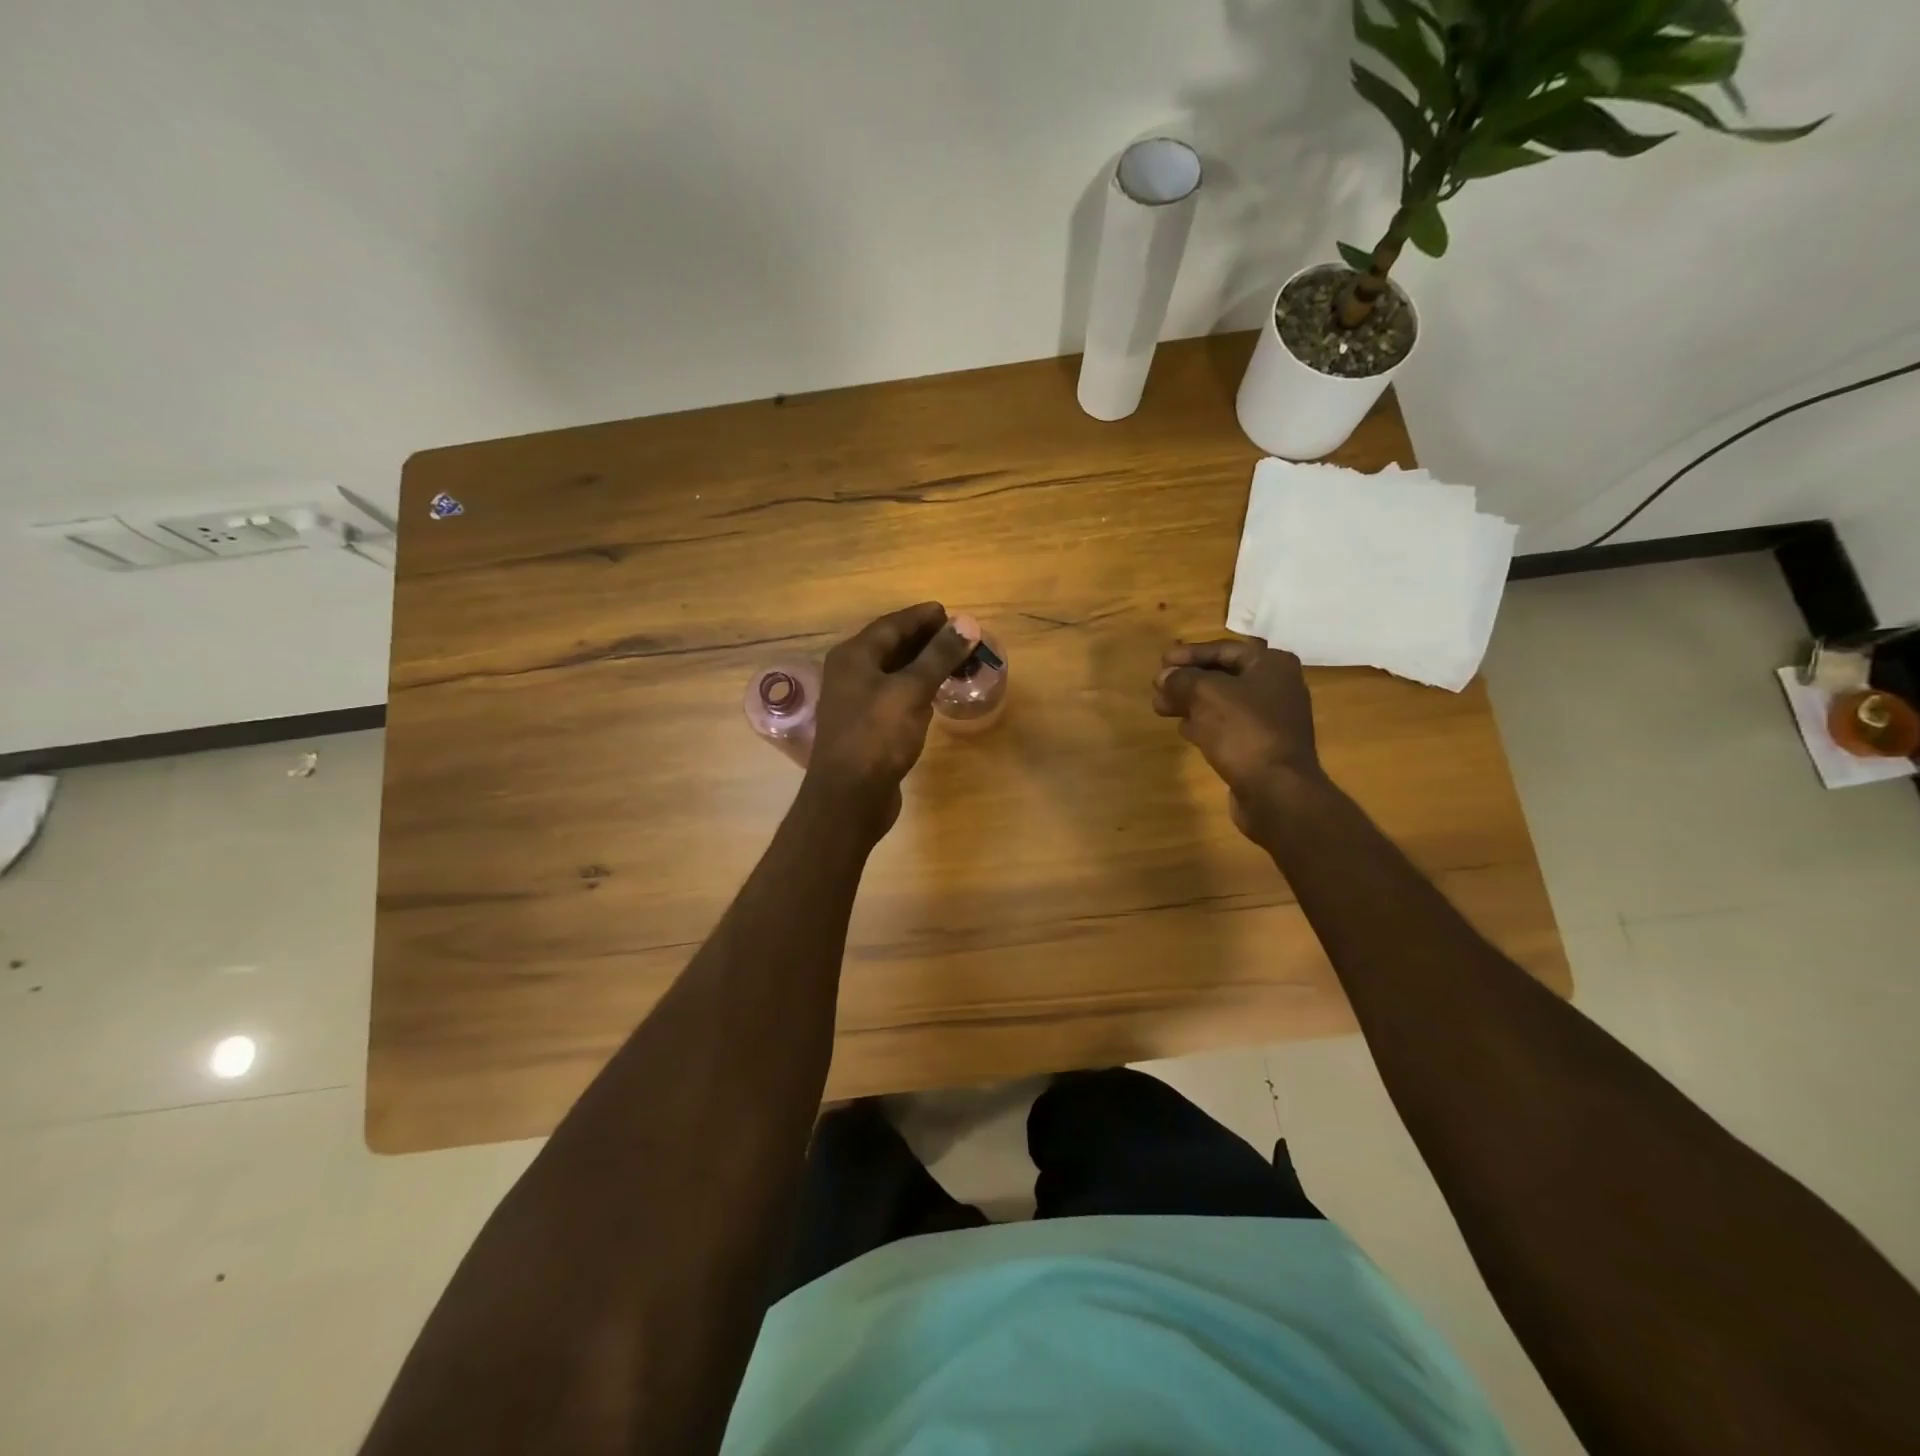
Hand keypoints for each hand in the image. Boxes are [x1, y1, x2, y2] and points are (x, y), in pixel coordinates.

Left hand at [803, 602, 977, 831]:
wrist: (849, 797)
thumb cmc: (877, 737)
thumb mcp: (911, 691)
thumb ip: (939, 656)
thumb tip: (967, 623)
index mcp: (854, 657)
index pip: (891, 625)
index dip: (922, 617)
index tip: (951, 613)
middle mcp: (849, 674)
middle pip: (890, 646)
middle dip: (925, 640)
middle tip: (959, 637)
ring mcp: (855, 702)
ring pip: (893, 673)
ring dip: (922, 665)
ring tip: (953, 661)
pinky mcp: (866, 728)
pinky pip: (894, 696)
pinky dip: (916, 689)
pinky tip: (934, 695)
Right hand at [1152, 639, 1326, 839]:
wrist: (1275, 790)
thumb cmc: (1243, 730)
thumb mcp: (1205, 694)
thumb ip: (1181, 679)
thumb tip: (1165, 677)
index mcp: (1271, 665)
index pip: (1224, 649)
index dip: (1189, 654)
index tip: (1162, 661)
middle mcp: (1277, 687)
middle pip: (1223, 675)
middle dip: (1187, 681)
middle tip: (1157, 687)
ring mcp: (1272, 719)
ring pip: (1223, 703)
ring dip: (1191, 703)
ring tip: (1161, 708)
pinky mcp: (1262, 746)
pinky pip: (1229, 727)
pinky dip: (1205, 724)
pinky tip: (1183, 729)